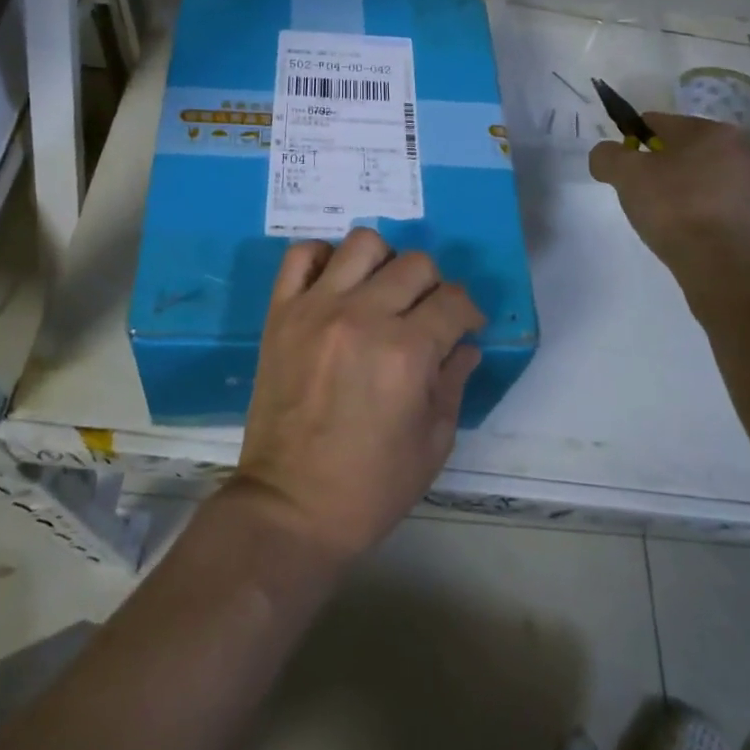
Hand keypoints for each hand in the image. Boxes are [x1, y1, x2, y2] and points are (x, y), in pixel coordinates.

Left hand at [233, 229, 484, 562]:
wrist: (291, 506)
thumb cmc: (371, 486)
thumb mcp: (434, 442)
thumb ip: (453, 381)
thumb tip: (465, 344)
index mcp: (407, 353)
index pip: (453, 300)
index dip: (468, 311)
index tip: (465, 326)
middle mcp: (363, 316)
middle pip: (415, 264)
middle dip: (433, 287)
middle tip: (425, 315)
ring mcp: (317, 308)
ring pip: (363, 243)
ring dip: (383, 262)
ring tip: (380, 293)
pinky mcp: (281, 312)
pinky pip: (301, 255)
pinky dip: (322, 258)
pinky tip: (335, 284)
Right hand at [588, 112, 749, 279]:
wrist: (724, 265)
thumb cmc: (674, 208)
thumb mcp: (625, 175)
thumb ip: (607, 156)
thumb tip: (606, 154)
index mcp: (712, 131)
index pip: (661, 124)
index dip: (636, 141)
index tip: (626, 166)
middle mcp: (744, 150)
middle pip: (690, 151)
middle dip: (667, 167)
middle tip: (647, 194)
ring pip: (712, 179)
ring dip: (692, 190)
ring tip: (674, 218)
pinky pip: (730, 209)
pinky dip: (713, 215)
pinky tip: (698, 234)